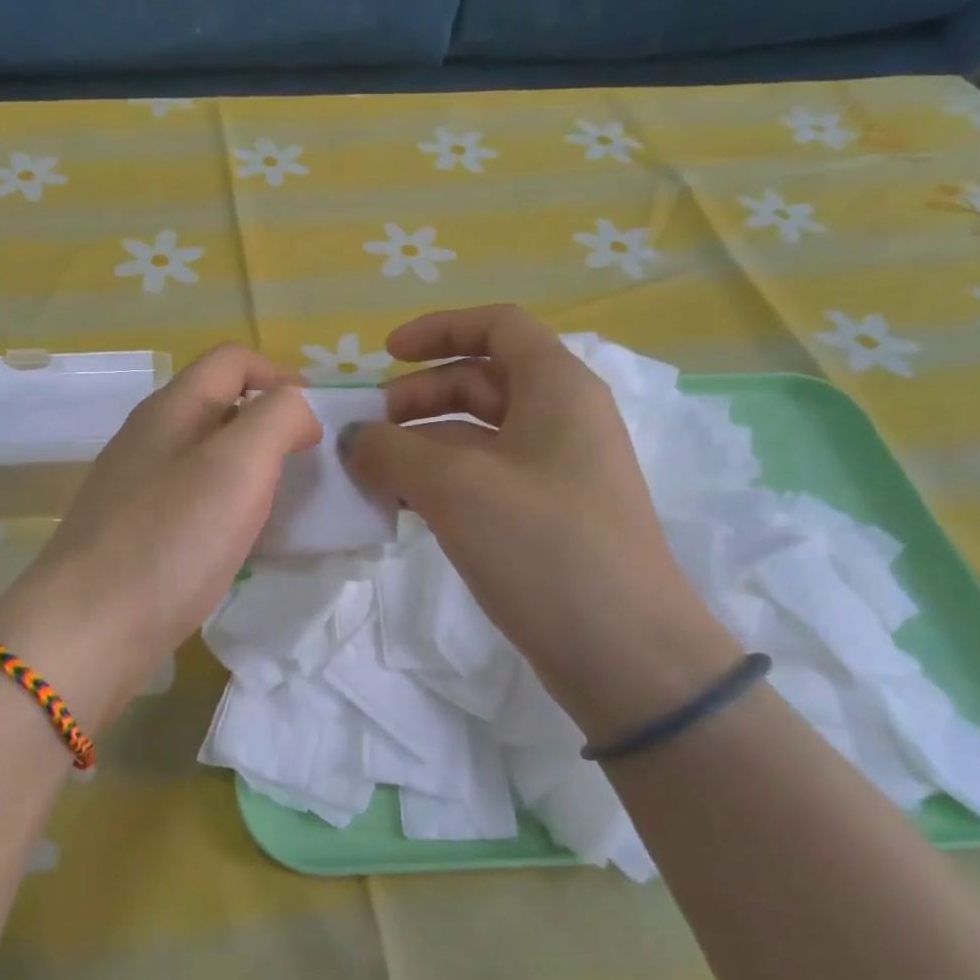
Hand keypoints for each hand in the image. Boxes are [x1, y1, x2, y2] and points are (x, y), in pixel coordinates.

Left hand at [0, 345, 320, 729]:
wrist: (89, 629)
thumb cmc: (172, 539)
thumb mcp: (239, 464)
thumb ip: (278, 418)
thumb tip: (297, 412)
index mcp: (172, 408)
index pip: (233, 359)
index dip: (282, 377)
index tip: (316, 426)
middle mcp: (149, 437)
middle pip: (220, 407)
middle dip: (270, 428)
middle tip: (304, 472)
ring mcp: (136, 486)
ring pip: (206, 458)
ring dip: (251, 473)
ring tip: (280, 511)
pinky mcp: (134, 532)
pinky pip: (192, 502)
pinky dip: (226, 510)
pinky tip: (238, 546)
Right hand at [341, 305, 739, 741]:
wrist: (625, 653)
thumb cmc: (543, 547)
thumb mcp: (454, 487)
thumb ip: (391, 451)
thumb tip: (354, 439)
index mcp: (557, 388)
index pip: (497, 326)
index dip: (438, 329)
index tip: (384, 355)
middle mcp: (562, 419)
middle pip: (480, 381)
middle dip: (417, 397)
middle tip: (367, 432)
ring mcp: (557, 471)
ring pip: (477, 436)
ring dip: (422, 445)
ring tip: (372, 475)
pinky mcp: (547, 517)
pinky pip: (485, 479)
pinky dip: (441, 482)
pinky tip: (404, 507)